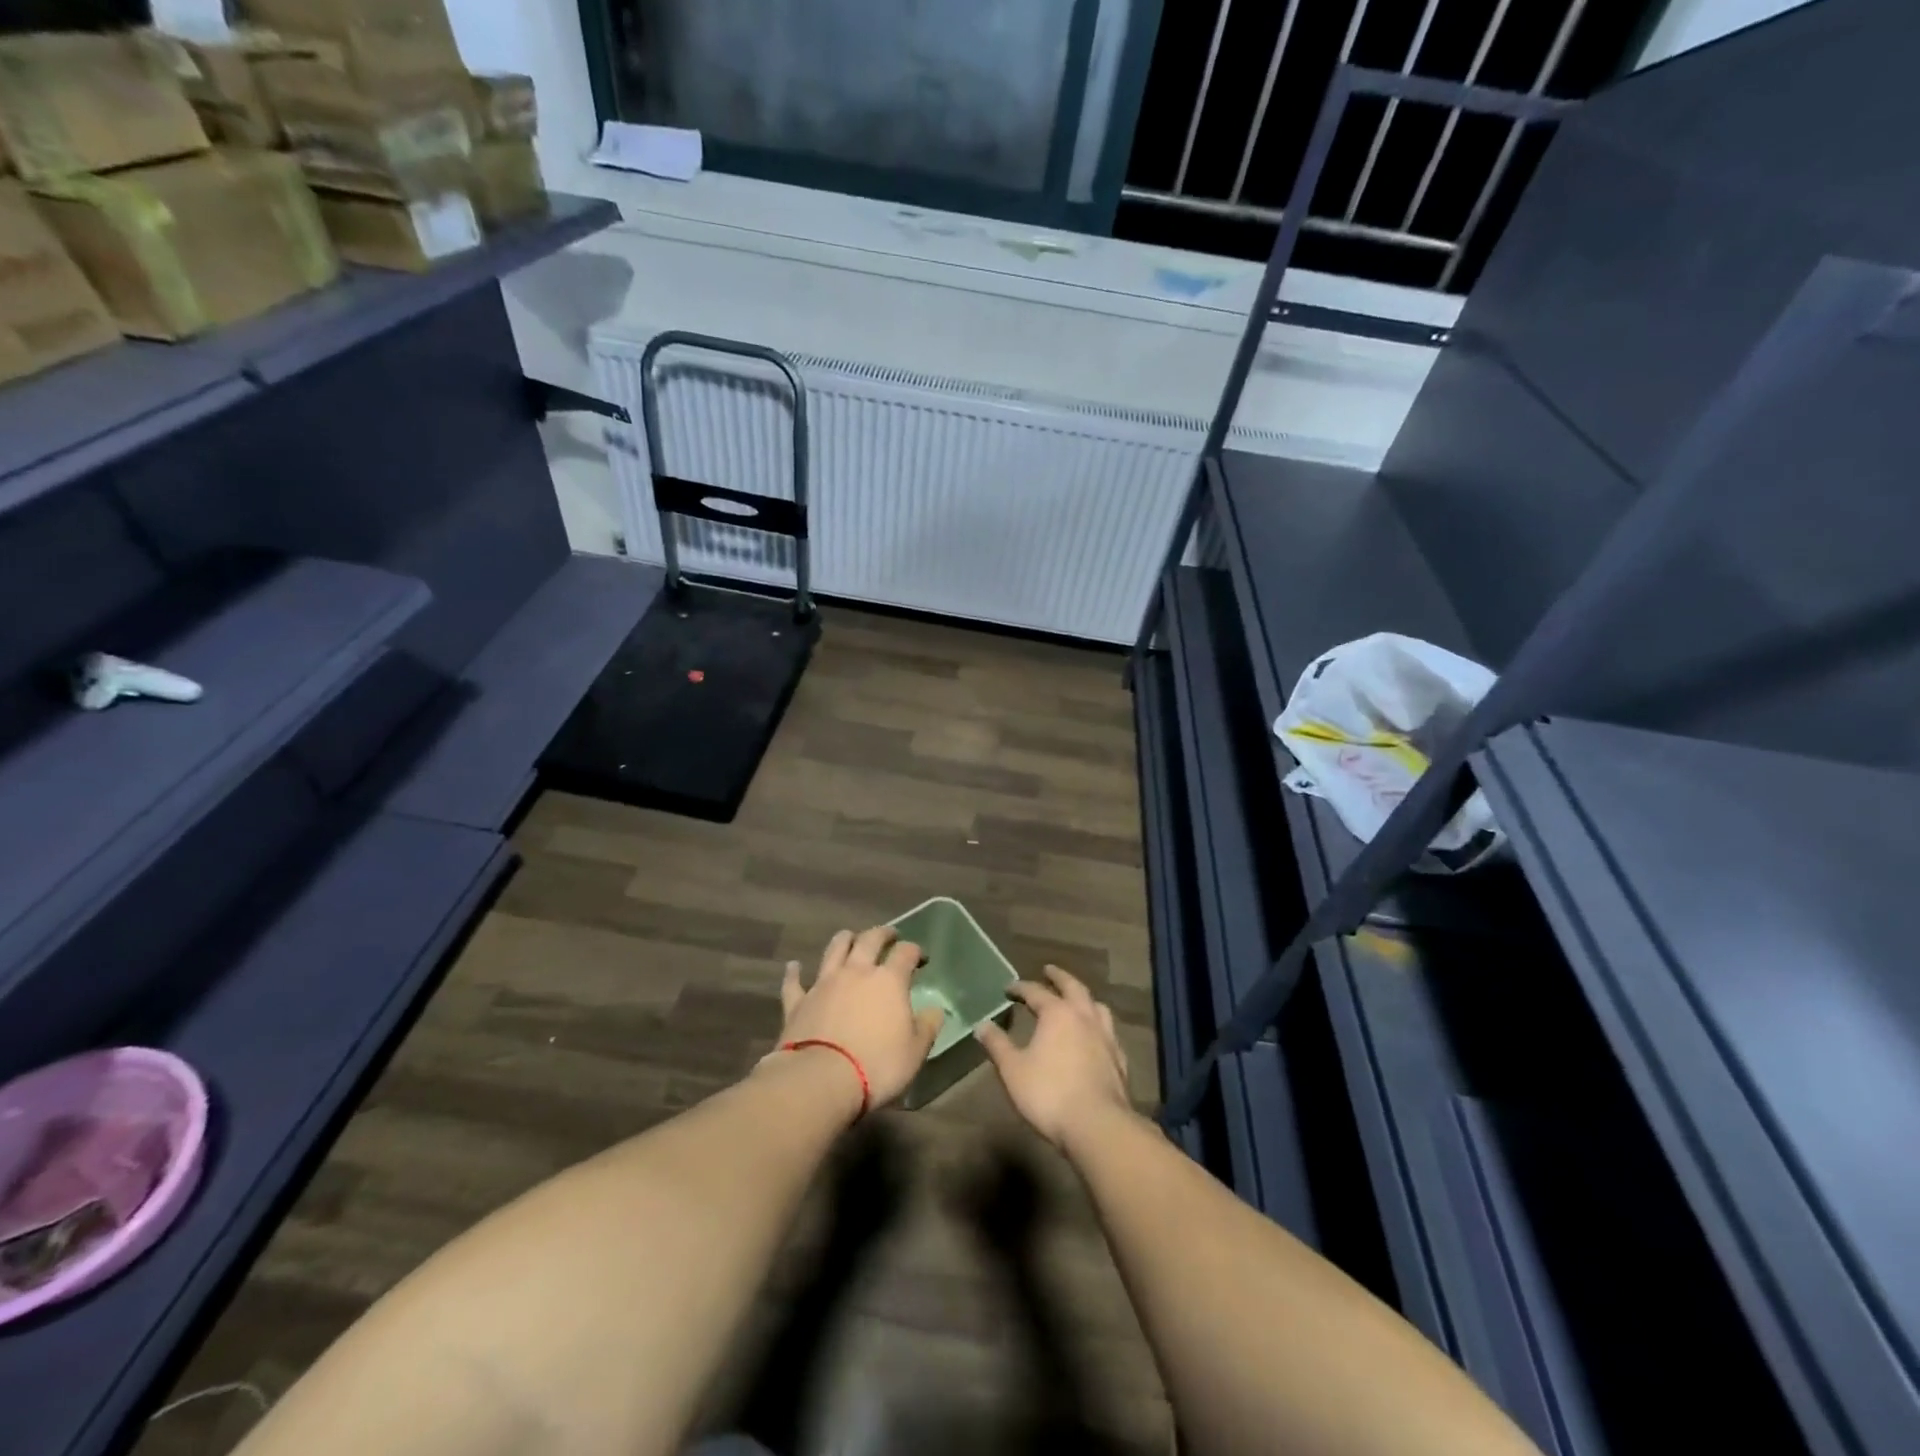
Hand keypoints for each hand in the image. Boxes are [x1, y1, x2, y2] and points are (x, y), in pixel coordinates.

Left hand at [772, 927, 945, 1111]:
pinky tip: (794, 966)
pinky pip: (794, 981)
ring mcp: (824, 983)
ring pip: (834, 949)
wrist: (820, 1080)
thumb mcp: (915, 1051)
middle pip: (869, 940)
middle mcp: (856, 971)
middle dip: (882, 934)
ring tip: (850, 937)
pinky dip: (795, 972)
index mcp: (889, 980)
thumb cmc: (877, 1065)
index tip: (920, 957)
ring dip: (844, 939)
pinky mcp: (798, 1001)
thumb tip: (935, 1010)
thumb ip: (927, 1027)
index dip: (915, 951)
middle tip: (889, 935)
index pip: (905, 953)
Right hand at [975, 966, 1130, 1149]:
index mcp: (1057, 1013)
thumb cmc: (1049, 1094)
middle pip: (1073, 987)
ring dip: (1084, 998)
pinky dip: (1098, 1025)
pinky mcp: (1119, 1059)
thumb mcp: (1013, 1070)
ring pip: (1097, 1006)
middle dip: (1059, 977)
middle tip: (1049, 970)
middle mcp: (1084, 1017)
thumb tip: (981, 1024)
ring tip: (1076, 999)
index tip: (1009, 988)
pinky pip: (1108, 1032)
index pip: (1036, 991)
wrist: (1098, 1125)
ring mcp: (1106, 1037)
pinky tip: (1095, 1037)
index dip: (1020, 987)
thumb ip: (997, 1045)